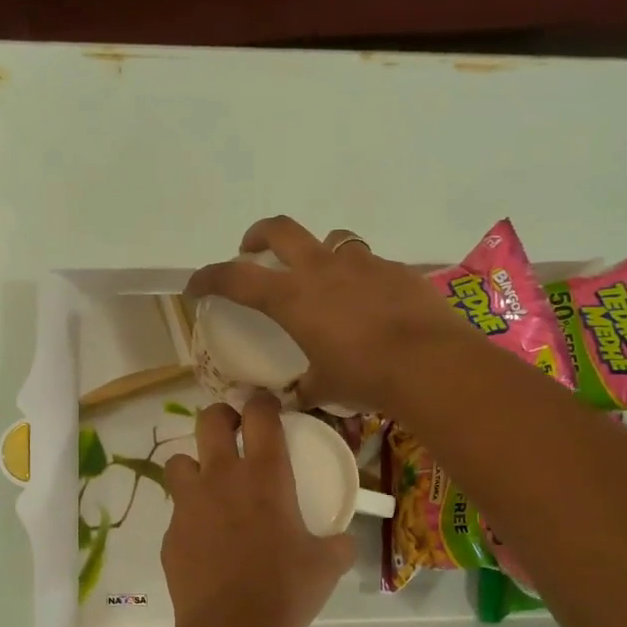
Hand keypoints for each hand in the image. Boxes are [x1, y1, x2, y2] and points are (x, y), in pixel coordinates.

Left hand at [162, 397, 353, 626]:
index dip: (262, 401)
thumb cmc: (286, 591)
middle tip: (233, 432)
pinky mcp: (170, 534)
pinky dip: (190, 517)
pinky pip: (177, 512)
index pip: (260, 415)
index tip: (266, 405)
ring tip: (209, 487)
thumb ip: (337, 543)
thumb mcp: (326, 565)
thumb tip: (344, 539)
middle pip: (210, 420)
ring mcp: (189, 504)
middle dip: (221, 417)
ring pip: (179, 461)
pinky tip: (204, 541)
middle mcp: (222, 478)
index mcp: (265, 477)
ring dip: (194, 466)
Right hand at [183, 215, 464, 410]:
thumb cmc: (365, 376)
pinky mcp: (397, 269)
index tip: (195, 285)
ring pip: (331, 240)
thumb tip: (296, 397)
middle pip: (280, 230)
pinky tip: (370, 302)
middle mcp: (323, 269)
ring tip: (322, 277)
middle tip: (253, 249)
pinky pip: (370, 263)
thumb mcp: (325, 387)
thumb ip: (305, 388)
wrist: (431, 363)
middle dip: (259, 235)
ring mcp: (363, 264)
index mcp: (293, 297)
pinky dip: (360, 277)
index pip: (236, 278)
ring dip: (317, 252)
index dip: (209, 277)